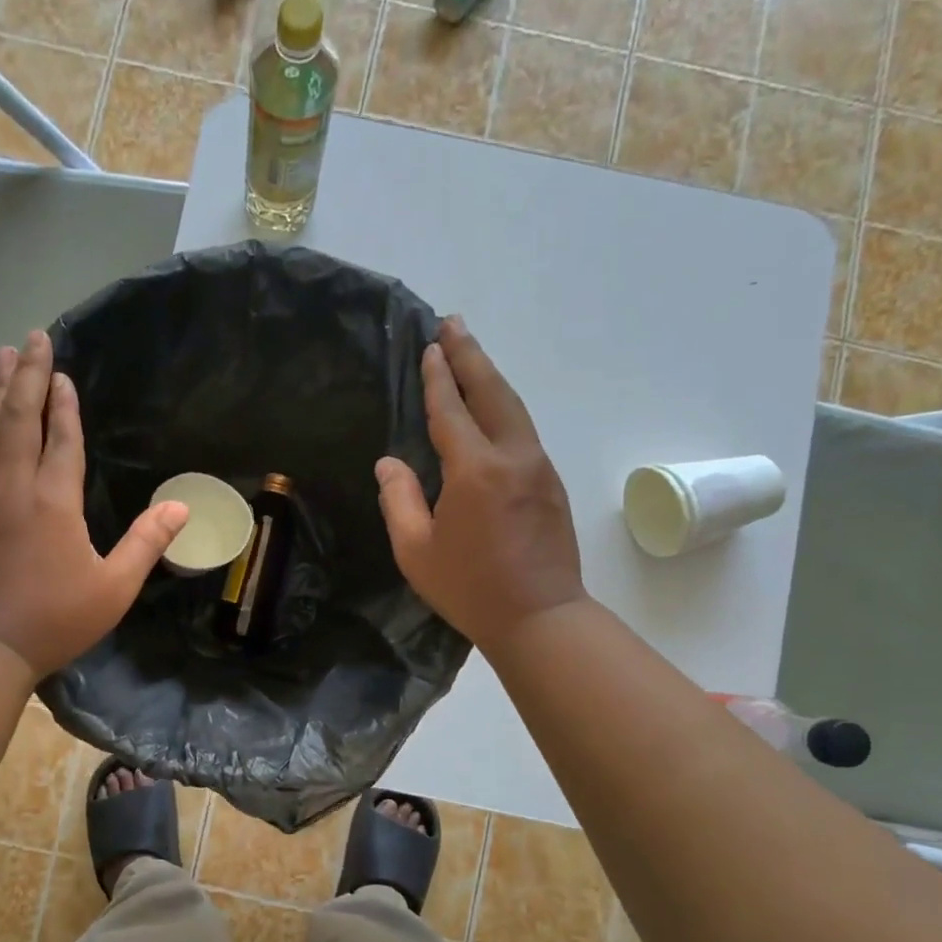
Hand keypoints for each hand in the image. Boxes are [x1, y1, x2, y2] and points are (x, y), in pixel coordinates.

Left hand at [0, 332, 187, 676]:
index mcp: (52, 500)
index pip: (61, 437)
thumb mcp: (114, 588)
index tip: (63, 373)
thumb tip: (181, 507)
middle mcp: (9, 485)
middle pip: (17, 417)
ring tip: (1, 359)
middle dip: (26, 374)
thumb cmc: (54, 619)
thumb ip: (146, 543)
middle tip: (31, 339)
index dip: (64, 404)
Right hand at [375, 318, 585, 649]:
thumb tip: (390, 462)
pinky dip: (503, 406)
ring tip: (470, 353)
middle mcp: (512, 457)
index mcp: (475, 470)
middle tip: (453, 324)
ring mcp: (538, 467)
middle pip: (492, 392)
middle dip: (471, 356)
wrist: (541, 618)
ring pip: (513, 408)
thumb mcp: (415, 550)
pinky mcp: (551, 483)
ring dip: (490, 377)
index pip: (451, 410)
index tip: (429, 347)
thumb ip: (399, 499)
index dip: (437, 377)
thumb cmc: (470, 588)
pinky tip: (492, 407)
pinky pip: (523, 430)